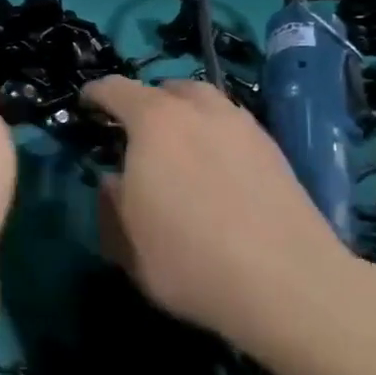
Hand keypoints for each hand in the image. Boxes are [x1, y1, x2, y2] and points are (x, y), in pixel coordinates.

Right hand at [81, 76, 363, 343]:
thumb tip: (113, 181)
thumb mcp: (127, 244)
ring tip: (179, 146)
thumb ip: (112, 203)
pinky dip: (215, 136)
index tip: (86, 103)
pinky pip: (233, 127)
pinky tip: (216, 169)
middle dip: (146, 102)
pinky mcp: (274, 150)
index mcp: (154, 122)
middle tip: (136, 132)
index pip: (116, 89)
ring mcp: (243, 127)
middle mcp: (199, 110)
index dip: (96, 93)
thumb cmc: (191, 260)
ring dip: (186, 114)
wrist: (289, 284)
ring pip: (206, 103)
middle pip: (167, 89)